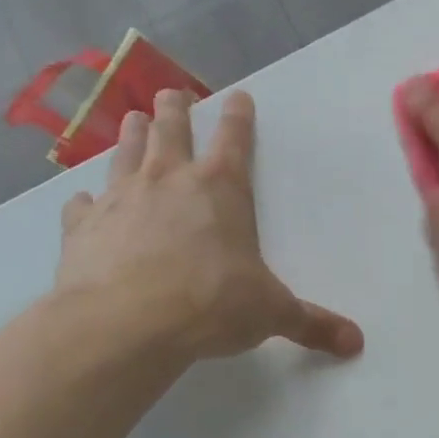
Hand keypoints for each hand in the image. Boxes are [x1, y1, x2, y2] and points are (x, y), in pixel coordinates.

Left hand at [55, 89, 363, 361]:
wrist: (124, 324)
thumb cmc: (211, 305)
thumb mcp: (272, 314)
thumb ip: (312, 324)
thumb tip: (356, 343)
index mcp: (221, 190)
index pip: (234, 140)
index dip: (239, 117)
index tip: (238, 96)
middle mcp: (168, 182)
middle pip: (170, 130)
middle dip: (174, 110)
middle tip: (171, 94)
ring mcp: (120, 200)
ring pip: (125, 154)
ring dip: (131, 136)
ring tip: (131, 120)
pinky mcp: (81, 228)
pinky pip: (83, 205)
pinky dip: (85, 201)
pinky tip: (82, 200)